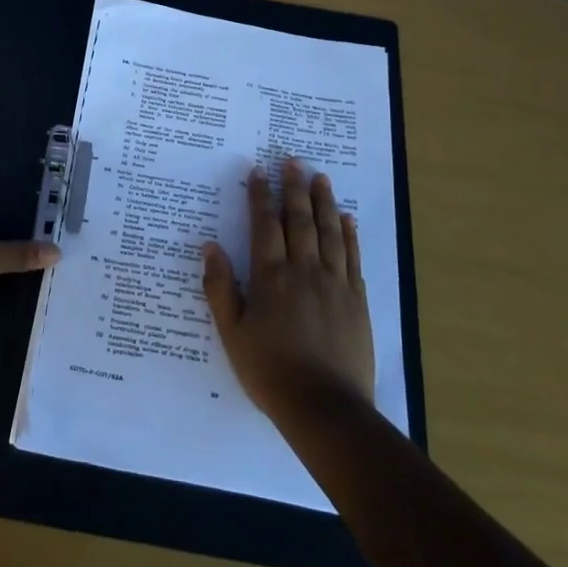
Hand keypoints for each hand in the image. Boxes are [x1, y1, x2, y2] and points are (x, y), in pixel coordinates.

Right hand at [200, 159, 374, 421]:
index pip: (265, 225)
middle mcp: (304, 270)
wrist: (324, 406)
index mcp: (271, 277)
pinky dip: (350, 234)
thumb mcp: (232, 333)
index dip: (260, 196)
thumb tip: (210, 247)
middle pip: (299, 220)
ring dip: (324, 201)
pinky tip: (348, 218)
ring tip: (320, 177)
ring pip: (329, 232)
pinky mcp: (357, 300)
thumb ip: (220, 288)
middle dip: (294, 188)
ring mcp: (335, 283)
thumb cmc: (270, 371)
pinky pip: (353, 257)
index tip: (258, 171)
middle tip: (292, 160)